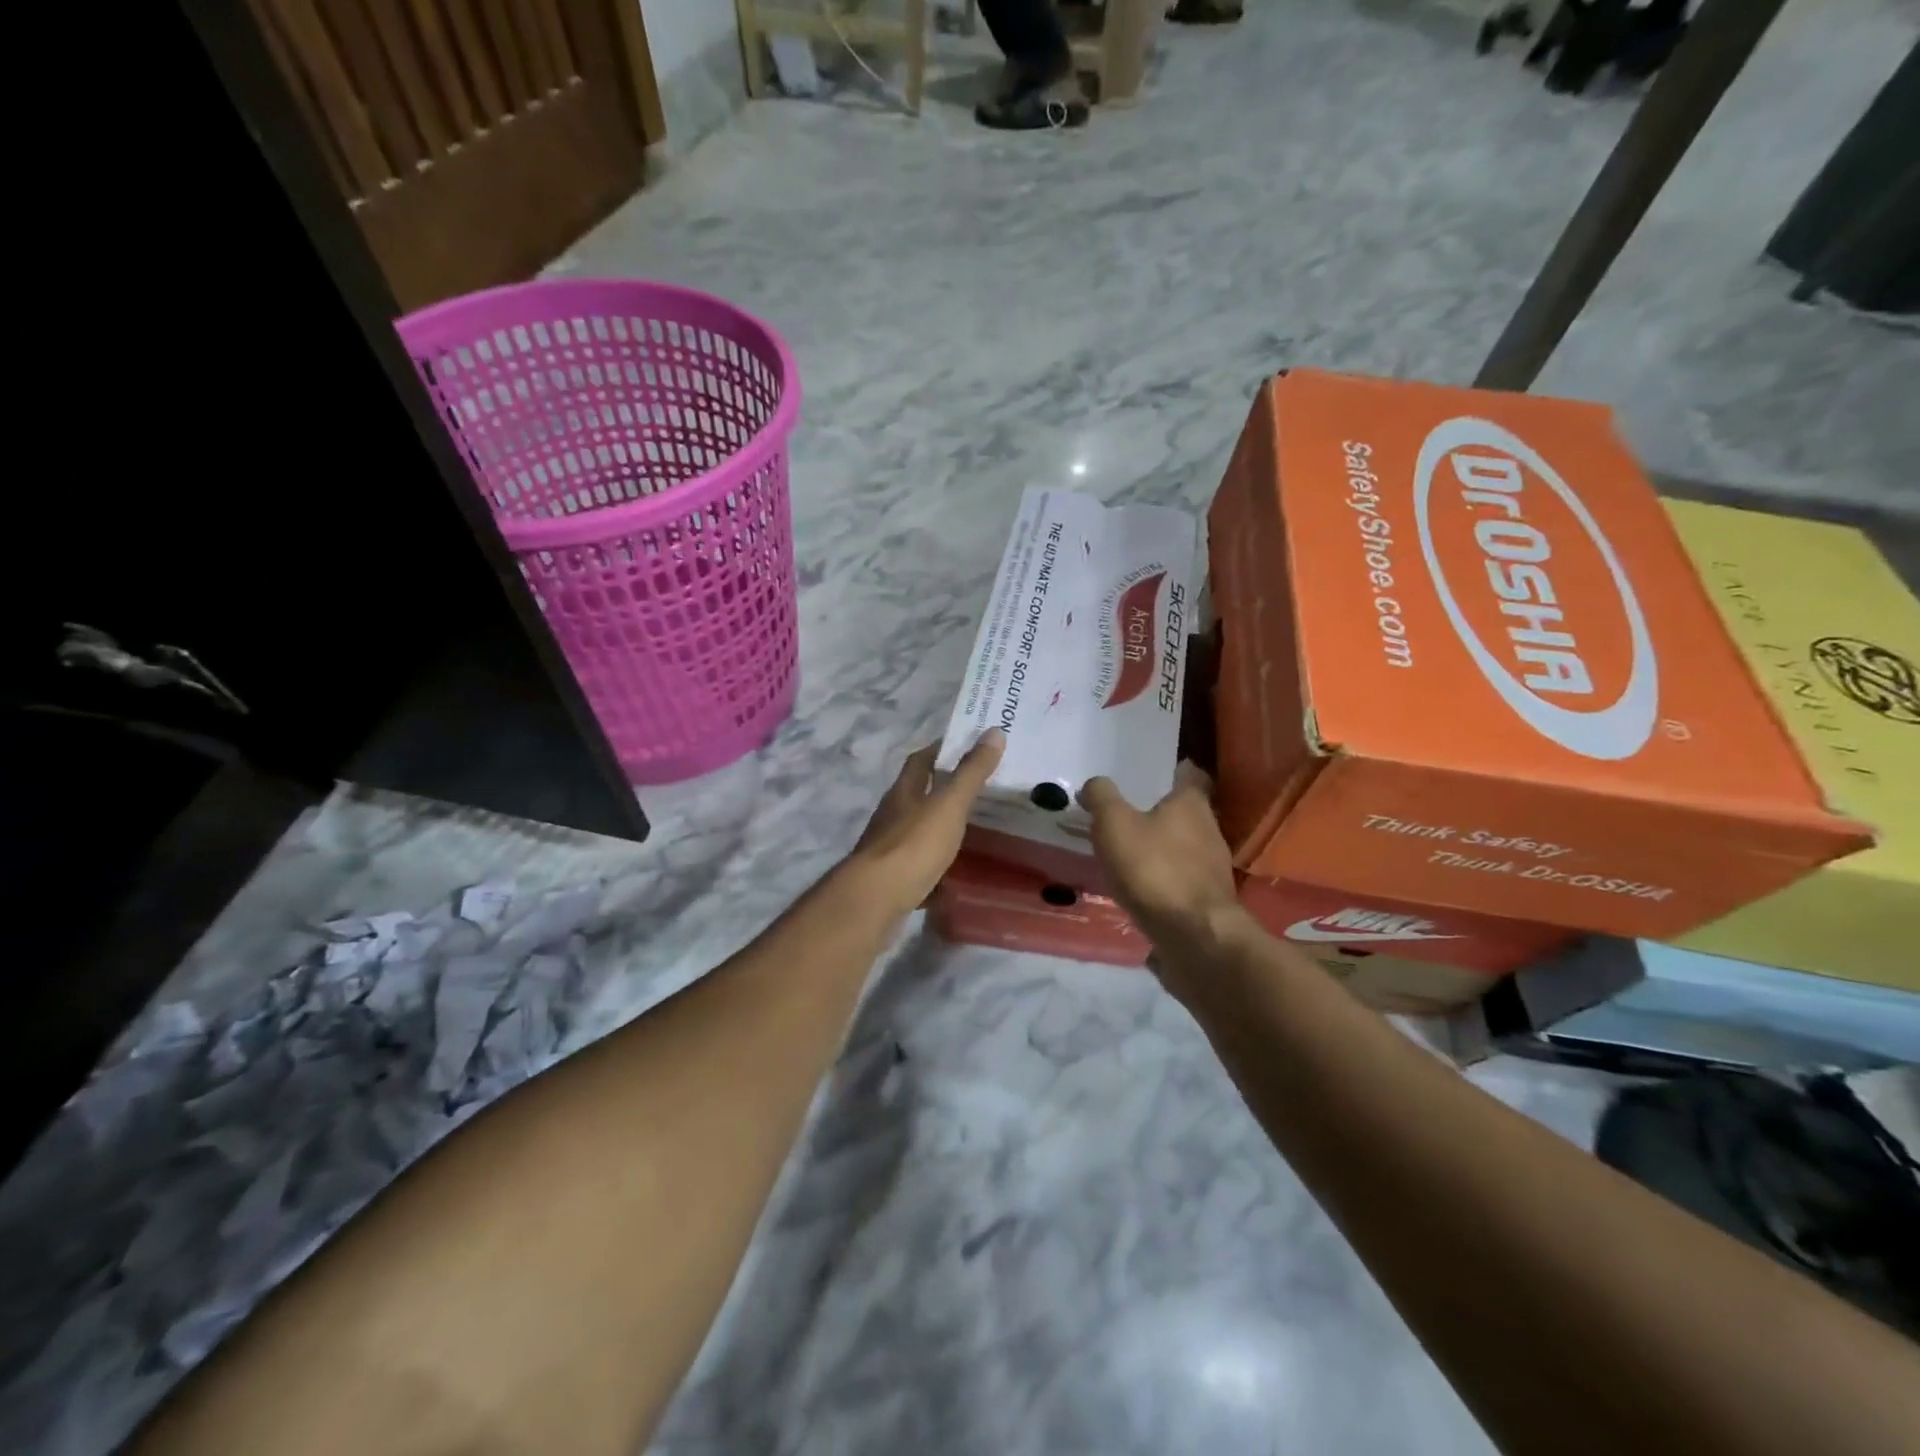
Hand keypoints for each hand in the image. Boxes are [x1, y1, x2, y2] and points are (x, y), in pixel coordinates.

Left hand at [847, 731, 1004, 917]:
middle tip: (980, 790)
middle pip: (917, 795)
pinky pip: (918, 866)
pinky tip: (955, 875)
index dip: (941, 749)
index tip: (967, 745)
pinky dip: (936, 867)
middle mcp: (892, 815)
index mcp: (903, 792)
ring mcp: (888, 849)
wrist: (876, 899)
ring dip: (940, 828)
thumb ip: (971, 772)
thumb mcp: (949, 804)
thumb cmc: (914, 844)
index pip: (920, 760)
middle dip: (943, 790)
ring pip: (917, 831)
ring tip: (974, 831)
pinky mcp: (891, 879)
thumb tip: (993, 731)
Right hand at [1078, 763, 1247, 964]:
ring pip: (1185, 846)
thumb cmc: (1154, 868)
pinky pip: (1182, 879)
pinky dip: (1164, 878)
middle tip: (1127, 812)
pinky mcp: (1208, 900)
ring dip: (1162, 847)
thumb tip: (1094, 784)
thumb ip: (1102, 797)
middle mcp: (1210, 829)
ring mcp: (1213, 868)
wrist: (1194, 935)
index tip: (1152, 771)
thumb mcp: (1114, 824)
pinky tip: (1141, 887)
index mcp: (1191, 803)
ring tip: (1129, 851)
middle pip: (1187, 812)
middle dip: (1161, 811)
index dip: (1173, 770)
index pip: (1190, 774)